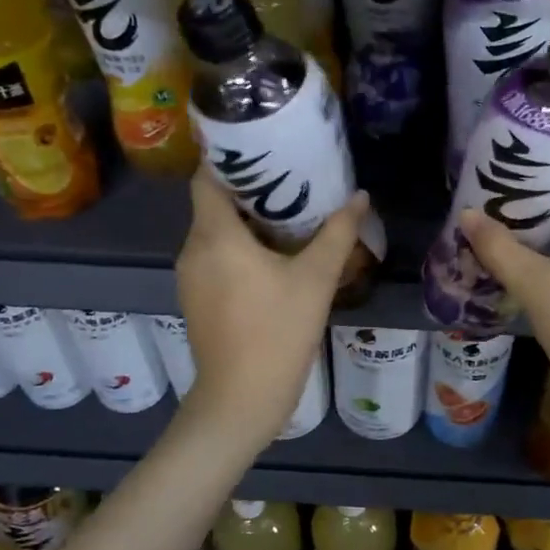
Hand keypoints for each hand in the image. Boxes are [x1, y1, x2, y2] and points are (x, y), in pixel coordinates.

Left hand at [176, 169, 368, 447]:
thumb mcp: (315, 279)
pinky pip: (215, 257)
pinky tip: (273, 256)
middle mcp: (193, 249)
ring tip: (287, 213)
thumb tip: (359, 197)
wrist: (240, 399)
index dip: (230, 158)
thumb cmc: (277, 332)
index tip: (265, 149)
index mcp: (214, 235)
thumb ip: (338, 234)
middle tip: (290, 179)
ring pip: (215, 232)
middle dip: (248, 189)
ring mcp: (190, 277)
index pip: (206, 177)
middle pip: (213, 203)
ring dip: (246, 221)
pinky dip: (238, 247)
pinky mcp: (196, 299)